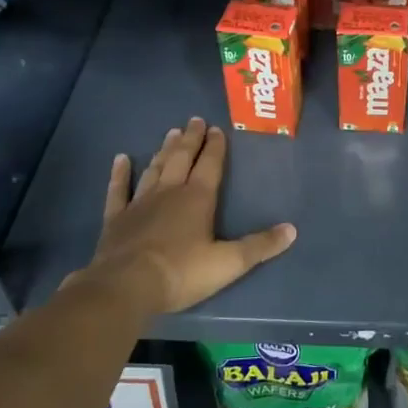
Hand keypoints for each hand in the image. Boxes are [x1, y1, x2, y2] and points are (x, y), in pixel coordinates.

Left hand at [72, 119, 295, 313]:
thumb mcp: (229, 263)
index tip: (217, 129)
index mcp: (198, 198)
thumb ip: (260, 246)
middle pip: (182, 159)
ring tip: (170, 133)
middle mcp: (169, 192)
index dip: (215, 146)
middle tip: (194, 120)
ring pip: (155, 169)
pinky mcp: (116, 219)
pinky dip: (120, 174)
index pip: (210, 165)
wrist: (126, 287)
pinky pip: (118, 190)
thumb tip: (292, 230)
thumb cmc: (182, 272)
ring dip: (163, 151)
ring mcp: (140, 203)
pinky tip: (120, 159)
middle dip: (190, 139)